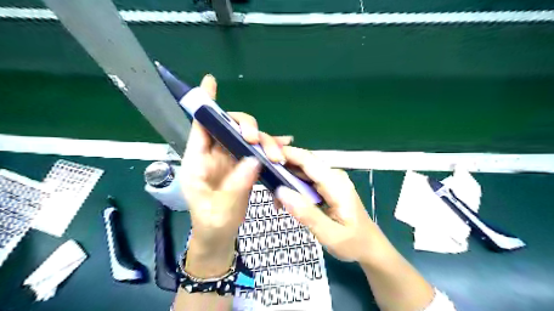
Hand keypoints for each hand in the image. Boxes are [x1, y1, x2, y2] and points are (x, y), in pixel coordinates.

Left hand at [182, 74, 294, 274]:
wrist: (220, 235)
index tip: (210, 82)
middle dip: (247, 128)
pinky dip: (271, 146)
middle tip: (256, 141)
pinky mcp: (245, 166)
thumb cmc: (212, 223)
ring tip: (278, 156)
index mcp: (199, 160)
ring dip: (265, 142)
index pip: (201, 126)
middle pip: (231, 127)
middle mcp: (216, 154)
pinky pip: (259, 151)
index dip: (206, 104)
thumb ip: (236, 184)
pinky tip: (284, 145)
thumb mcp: (220, 208)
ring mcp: (232, 159)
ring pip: (249, 138)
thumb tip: (254, 160)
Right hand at [274, 147, 385, 262]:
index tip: (263, 156)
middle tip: (265, 185)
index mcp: (336, 183)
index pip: (307, 160)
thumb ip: (307, 214)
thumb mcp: (330, 234)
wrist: (370, 247)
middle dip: (281, 169)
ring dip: (286, 181)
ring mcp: (330, 180)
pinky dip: (293, 188)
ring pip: (302, 172)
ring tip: (275, 200)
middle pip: (302, 163)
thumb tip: (282, 192)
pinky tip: (286, 202)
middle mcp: (333, 176)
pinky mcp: (326, 187)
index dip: (285, 154)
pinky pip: (305, 181)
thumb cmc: (354, 243)